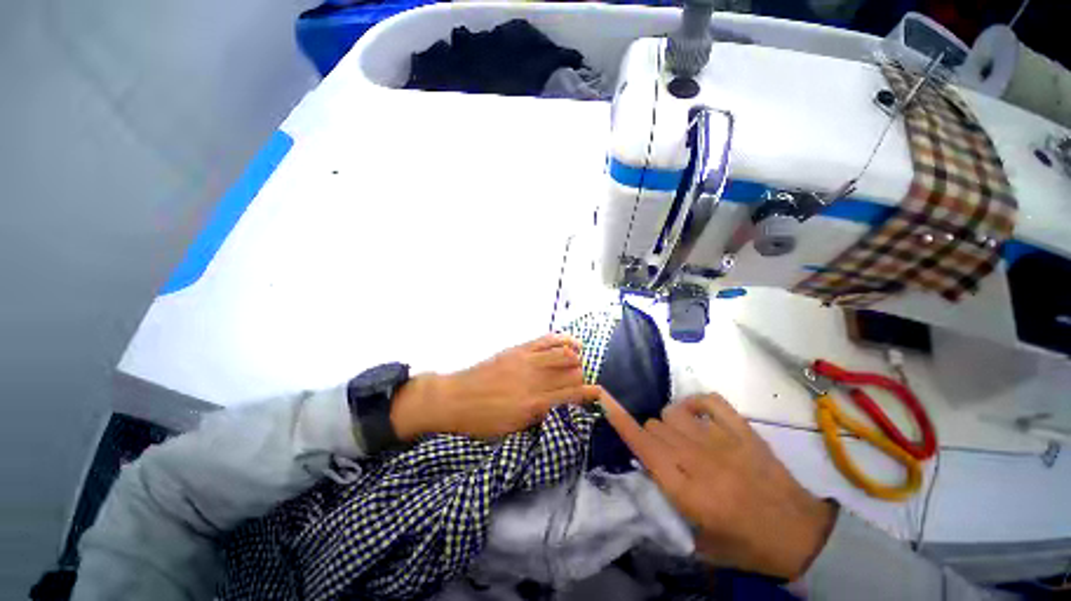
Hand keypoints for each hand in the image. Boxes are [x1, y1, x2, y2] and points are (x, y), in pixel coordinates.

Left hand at [391, 334, 602, 438]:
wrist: (454, 399)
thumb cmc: (481, 422)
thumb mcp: (511, 432)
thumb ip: (538, 420)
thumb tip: (560, 411)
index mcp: (534, 406)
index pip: (572, 396)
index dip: (590, 395)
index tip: (599, 395)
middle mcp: (535, 381)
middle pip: (572, 373)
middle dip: (582, 377)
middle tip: (580, 382)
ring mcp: (527, 362)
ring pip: (563, 355)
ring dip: (576, 358)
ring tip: (579, 360)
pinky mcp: (518, 350)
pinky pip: (545, 341)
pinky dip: (562, 340)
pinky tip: (571, 342)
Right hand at [600, 391, 835, 579]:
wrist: (800, 533)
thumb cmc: (746, 544)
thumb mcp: (698, 542)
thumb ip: (666, 507)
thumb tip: (645, 473)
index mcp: (687, 490)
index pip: (643, 446)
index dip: (620, 421)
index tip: (604, 400)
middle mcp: (699, 459)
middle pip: (654, 426)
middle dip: (651, 438)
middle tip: (666, 457)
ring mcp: (722, 440)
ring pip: (673, 411)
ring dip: (669, 423)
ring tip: (682, 439)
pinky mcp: (742, 429)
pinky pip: (707, 399)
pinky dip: (695, 403)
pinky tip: (697, 417)